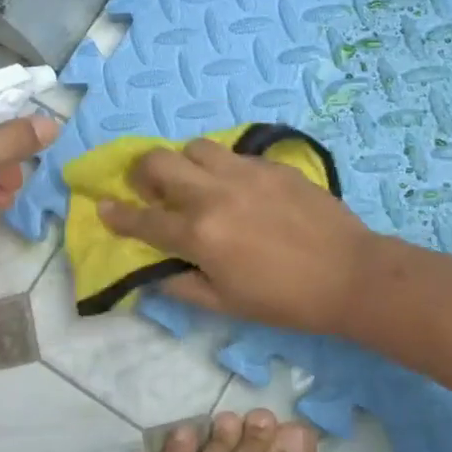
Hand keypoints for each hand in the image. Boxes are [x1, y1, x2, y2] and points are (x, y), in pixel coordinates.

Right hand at [99, 138, 376, 333]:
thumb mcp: (227, 305)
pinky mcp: (271, 165)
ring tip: (195, 182)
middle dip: (143, 172)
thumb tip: (157, 271)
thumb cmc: (285, 300)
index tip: (103, 206)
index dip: (117, 215)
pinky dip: (221, 165)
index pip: (144, 220)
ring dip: (184, 163)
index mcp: (199, 235)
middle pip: (159, 162)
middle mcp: (214, 194)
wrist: (348, 273)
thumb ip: (183, 286)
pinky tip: (236, 185)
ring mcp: (244, 173)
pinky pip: (233, 154)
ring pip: (196, 147)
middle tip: (150, 187)